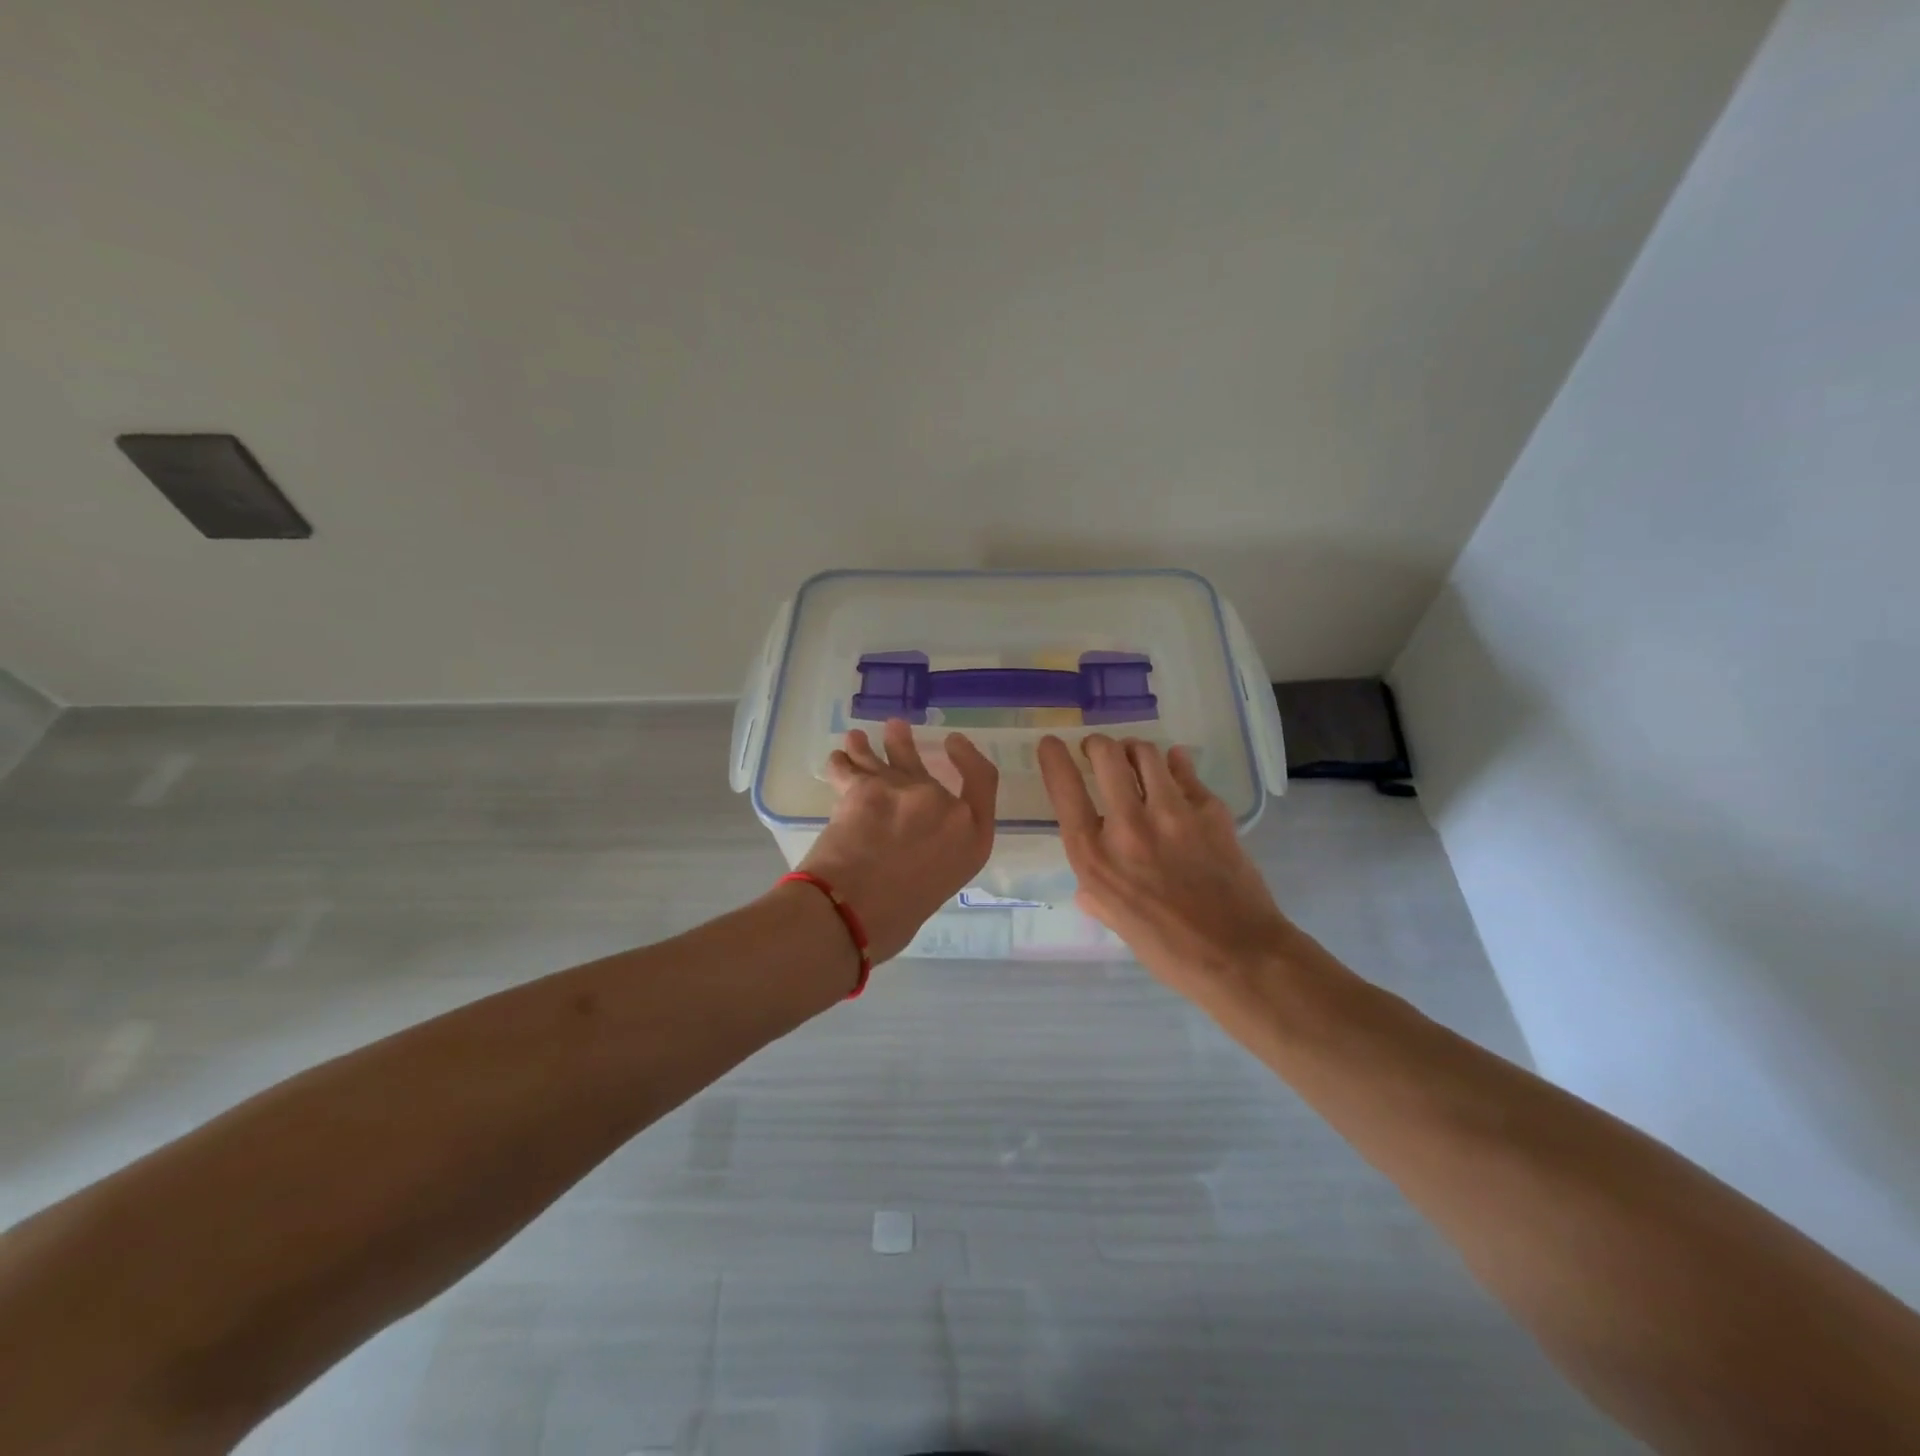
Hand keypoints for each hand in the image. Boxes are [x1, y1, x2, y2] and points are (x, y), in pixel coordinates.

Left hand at [798, 719, 998, 961]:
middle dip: (905, 745)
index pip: (983, 782)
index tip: (953, 742)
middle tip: (895, 730)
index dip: (969, 757)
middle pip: (924, 765)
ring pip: (884, 757)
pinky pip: (847, 766)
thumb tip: (907, 849)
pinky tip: (836, 758)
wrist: (853, 913)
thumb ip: (932, 855)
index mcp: (971, 838)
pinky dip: (840, 762)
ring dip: (868, 746)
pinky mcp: (864, 787)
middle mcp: (943, 807)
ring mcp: (904, 791)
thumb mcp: (935, 886)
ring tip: (857, 738)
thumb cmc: (896, 919)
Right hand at [1038, 733, 1292, 992]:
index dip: (1054, 758)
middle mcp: (1128, 826)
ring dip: (1134, 750)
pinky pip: (1185, 771)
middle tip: (1099, 750)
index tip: (1052, 744)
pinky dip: (1175, 765)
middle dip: (1097, 745)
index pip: (1065, 789)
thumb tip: (1089, 887)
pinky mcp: (1210, 810)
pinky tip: (1174, 769)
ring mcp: (1172, 814)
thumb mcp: (1114, 920)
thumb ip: (1096, 892)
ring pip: (1146, 753)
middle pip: (1106, 755)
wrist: (1238, 955)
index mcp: (1095, 856)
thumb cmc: (1167, 949)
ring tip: (1135, 758)